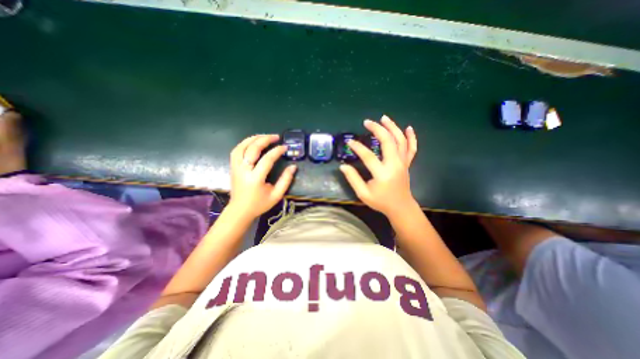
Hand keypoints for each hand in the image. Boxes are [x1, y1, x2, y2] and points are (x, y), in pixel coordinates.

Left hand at [227, 134, 296, 217]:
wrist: (240, 210)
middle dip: (265, 139)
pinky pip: (236, 150)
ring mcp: (236, 168)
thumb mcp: (276, 195)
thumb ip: (286, 180)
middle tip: (276, 137)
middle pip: (252, 149)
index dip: (277, 151)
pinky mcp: (232, 167)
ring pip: (242, 147)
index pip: (267, 159)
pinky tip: (253, 142)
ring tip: (265, 136)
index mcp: (255, 179)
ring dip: (253, 138)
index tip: (285, 147)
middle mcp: (243, 170)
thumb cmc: (260, 204)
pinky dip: (245, 143)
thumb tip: (293, 166)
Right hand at [337, 116, 417, 215]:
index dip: (358, 147)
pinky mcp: (407, 163)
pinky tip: (408, 128)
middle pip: (388, 142)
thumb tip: (343, 166)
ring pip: (401, 141)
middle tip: (367, 122)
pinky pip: (411, 148)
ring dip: (393, 127)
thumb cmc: (381, 202)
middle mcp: (395, 165)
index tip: (350, 142)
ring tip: (384, 118)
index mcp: (382, 174)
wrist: (400, 207)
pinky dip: (411, 137)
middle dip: (377, 129)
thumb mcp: (363, 194)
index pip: (368, 156)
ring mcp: (403, 163)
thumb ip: (353, 179)